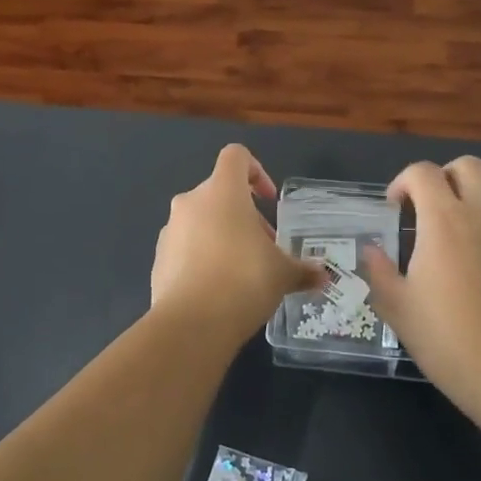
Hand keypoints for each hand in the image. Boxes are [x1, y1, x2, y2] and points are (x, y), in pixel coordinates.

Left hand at [151, 145, 323, 343]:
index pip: (236, 156)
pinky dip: (202, 259)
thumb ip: (303, 269)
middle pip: (218, 193)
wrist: (191, 324)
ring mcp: (169, 230)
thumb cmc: (243, 280)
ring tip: (242, 272)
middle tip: (264, 248)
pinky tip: (218, 290)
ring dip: (222, 237)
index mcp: (222, 191)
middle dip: (243, 216)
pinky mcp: (158, 259)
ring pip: (200, 221)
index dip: (256, 171)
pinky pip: (184, 248)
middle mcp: (190, 203)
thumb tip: (322, 275)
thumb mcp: (283, 274)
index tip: (269, 201)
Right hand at [363, 157, 480, 413]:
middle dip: (447, 178)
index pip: (421, 172)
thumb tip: (371, 249)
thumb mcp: (395, 305)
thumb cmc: (443, 337)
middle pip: (468, 165)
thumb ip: (378, 270)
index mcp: (442, 219)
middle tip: (437, 207)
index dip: (404, 182)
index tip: (397, 208)